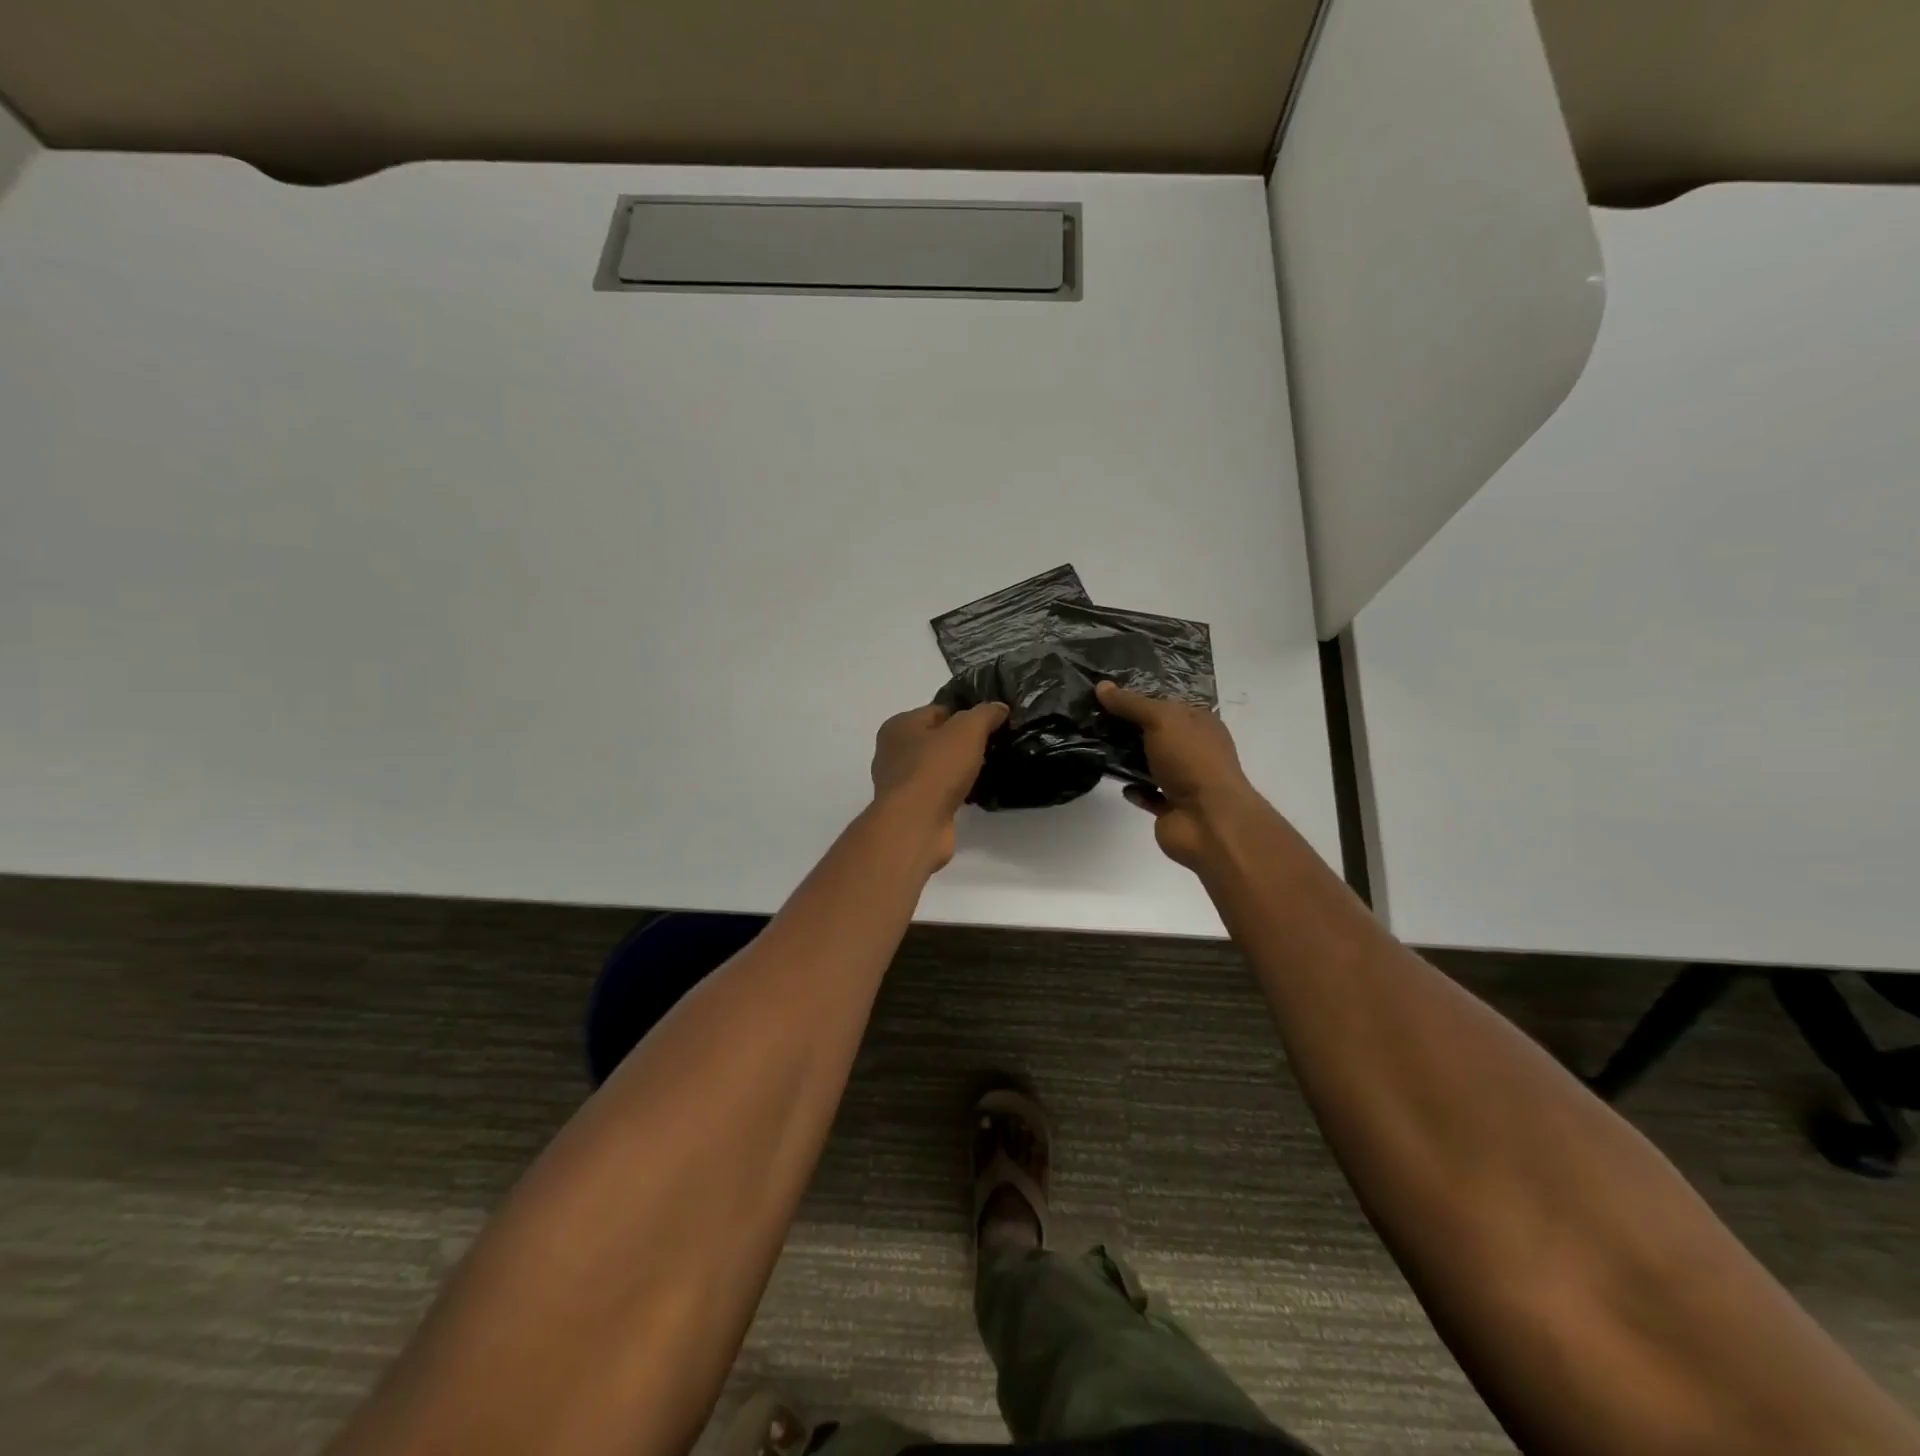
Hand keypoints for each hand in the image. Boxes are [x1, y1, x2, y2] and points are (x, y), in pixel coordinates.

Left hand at [870, 701, 1009, 869]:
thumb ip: (984, 714)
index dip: (965, 714)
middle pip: (935, 740)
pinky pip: (937, 793)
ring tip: (987, 770)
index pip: (937, 710)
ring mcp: (900, 784)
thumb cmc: (936, 769)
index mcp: (899, 726)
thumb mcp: (967, 730)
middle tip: (992, 746)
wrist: (916, 825)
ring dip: (957, 770)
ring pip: (936, 768)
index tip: (991, 722)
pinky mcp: (911, 810)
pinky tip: (973, 794)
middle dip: (961, 743)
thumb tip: (999, 707)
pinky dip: (953, 792)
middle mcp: (893, 752)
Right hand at [1096, 681, 1260, 867]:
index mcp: (1201, 724)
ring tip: (1096, 746)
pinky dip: (1135, 789)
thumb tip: (1102, 686)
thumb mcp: (1161, 720)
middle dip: (1129, 727)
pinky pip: (1148, 794)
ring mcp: (1185, 781)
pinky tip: (1118, 783)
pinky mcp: (1171, 808)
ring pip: (1151, 764)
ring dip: (1128, 758)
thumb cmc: (1192, 760)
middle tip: (1093, 718)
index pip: (1167, 704)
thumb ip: (1131, 704)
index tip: (1106, 694)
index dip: (1139, 697)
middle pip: (1157, 734)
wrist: (1208, 821)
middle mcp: (1195, 750)